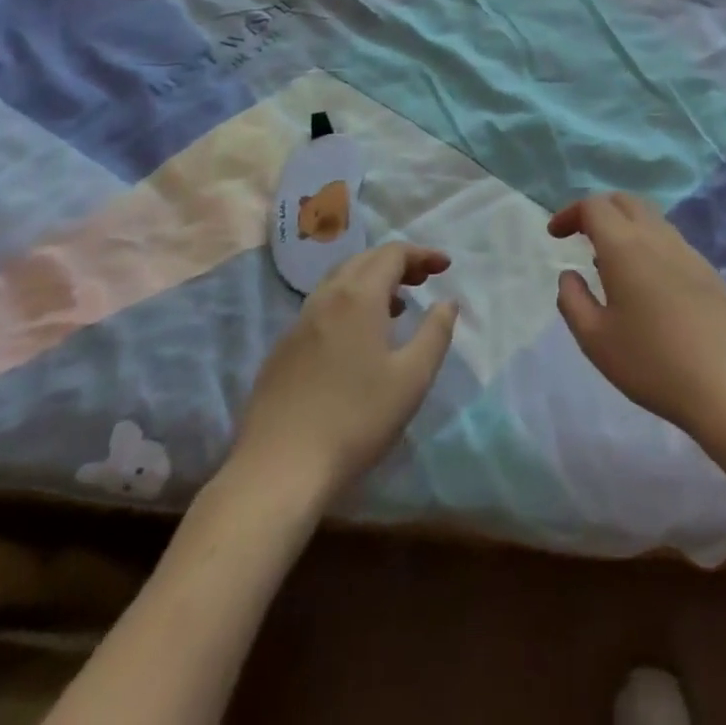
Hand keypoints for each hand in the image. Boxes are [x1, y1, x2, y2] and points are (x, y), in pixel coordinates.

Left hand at [229, 244, 458, 504]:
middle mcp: (325, 298)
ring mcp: (298, 323)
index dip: (422, 254)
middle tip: (424, 279)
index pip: (392, 254)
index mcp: (358, 297)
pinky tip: (357, 340)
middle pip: (364, 260)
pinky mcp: (282, 350)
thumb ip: (435, 333)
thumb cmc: (356, 420)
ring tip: (396, 306)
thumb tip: (447, 302)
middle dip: (397, 262)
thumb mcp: (412, 379)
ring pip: (339, 282)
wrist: (278, 470)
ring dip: (371, 282)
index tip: (445, 267)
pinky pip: (322, 308)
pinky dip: (348, 304)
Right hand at [549, 193, 725, 438]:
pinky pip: (670, 241)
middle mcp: (657, 237)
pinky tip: (646, 283)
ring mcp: (688, 251)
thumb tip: (569, 275)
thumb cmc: (652, 362)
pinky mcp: (708, 271)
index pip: (594, 206)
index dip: (570, 213)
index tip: (556, 236)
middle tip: (581, 236)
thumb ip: (572, 300)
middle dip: (598, 210)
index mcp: (625, 246)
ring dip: (625, 226)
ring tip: (610, 262)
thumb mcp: (595, 339)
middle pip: (625, 201)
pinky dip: (648, 244)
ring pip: (651, 219)